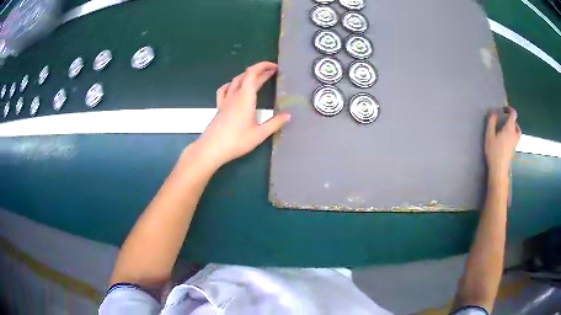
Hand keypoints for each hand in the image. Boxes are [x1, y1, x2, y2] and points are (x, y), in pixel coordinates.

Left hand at [195, 61, 290, 167]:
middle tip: (271, 72)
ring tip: (256, 78)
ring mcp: (225, 101)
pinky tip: (234, 87)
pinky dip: (232, 84)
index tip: (274, 67)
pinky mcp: (219, 107)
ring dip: (247, 76)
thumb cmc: (236, 141)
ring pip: (235, 81)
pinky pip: (224, 90)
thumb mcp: (259, 134)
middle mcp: (234, 95)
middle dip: (259, 71)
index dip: (263, 66)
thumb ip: (275, 123)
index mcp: (245, 98)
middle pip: (246, 76)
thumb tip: (289, 115)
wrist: (211, 149)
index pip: (253, 74)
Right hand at [484, 107, 520, 177]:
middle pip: (516, 124)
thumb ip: (491, 122)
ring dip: (514, 128)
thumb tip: (493, 112)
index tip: (503, 109)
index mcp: (509, 128)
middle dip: (512, 120)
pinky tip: (506, 140)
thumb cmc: (494, 152)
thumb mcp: (489, 135)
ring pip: (517, 132)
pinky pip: (515, 139)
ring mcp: (515, 143)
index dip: (509, 109)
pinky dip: (513, 136)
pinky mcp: (513, 150)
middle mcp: (514, 134)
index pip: (513, 114)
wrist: (499, 170)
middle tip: (505, 121)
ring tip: (507, 130)